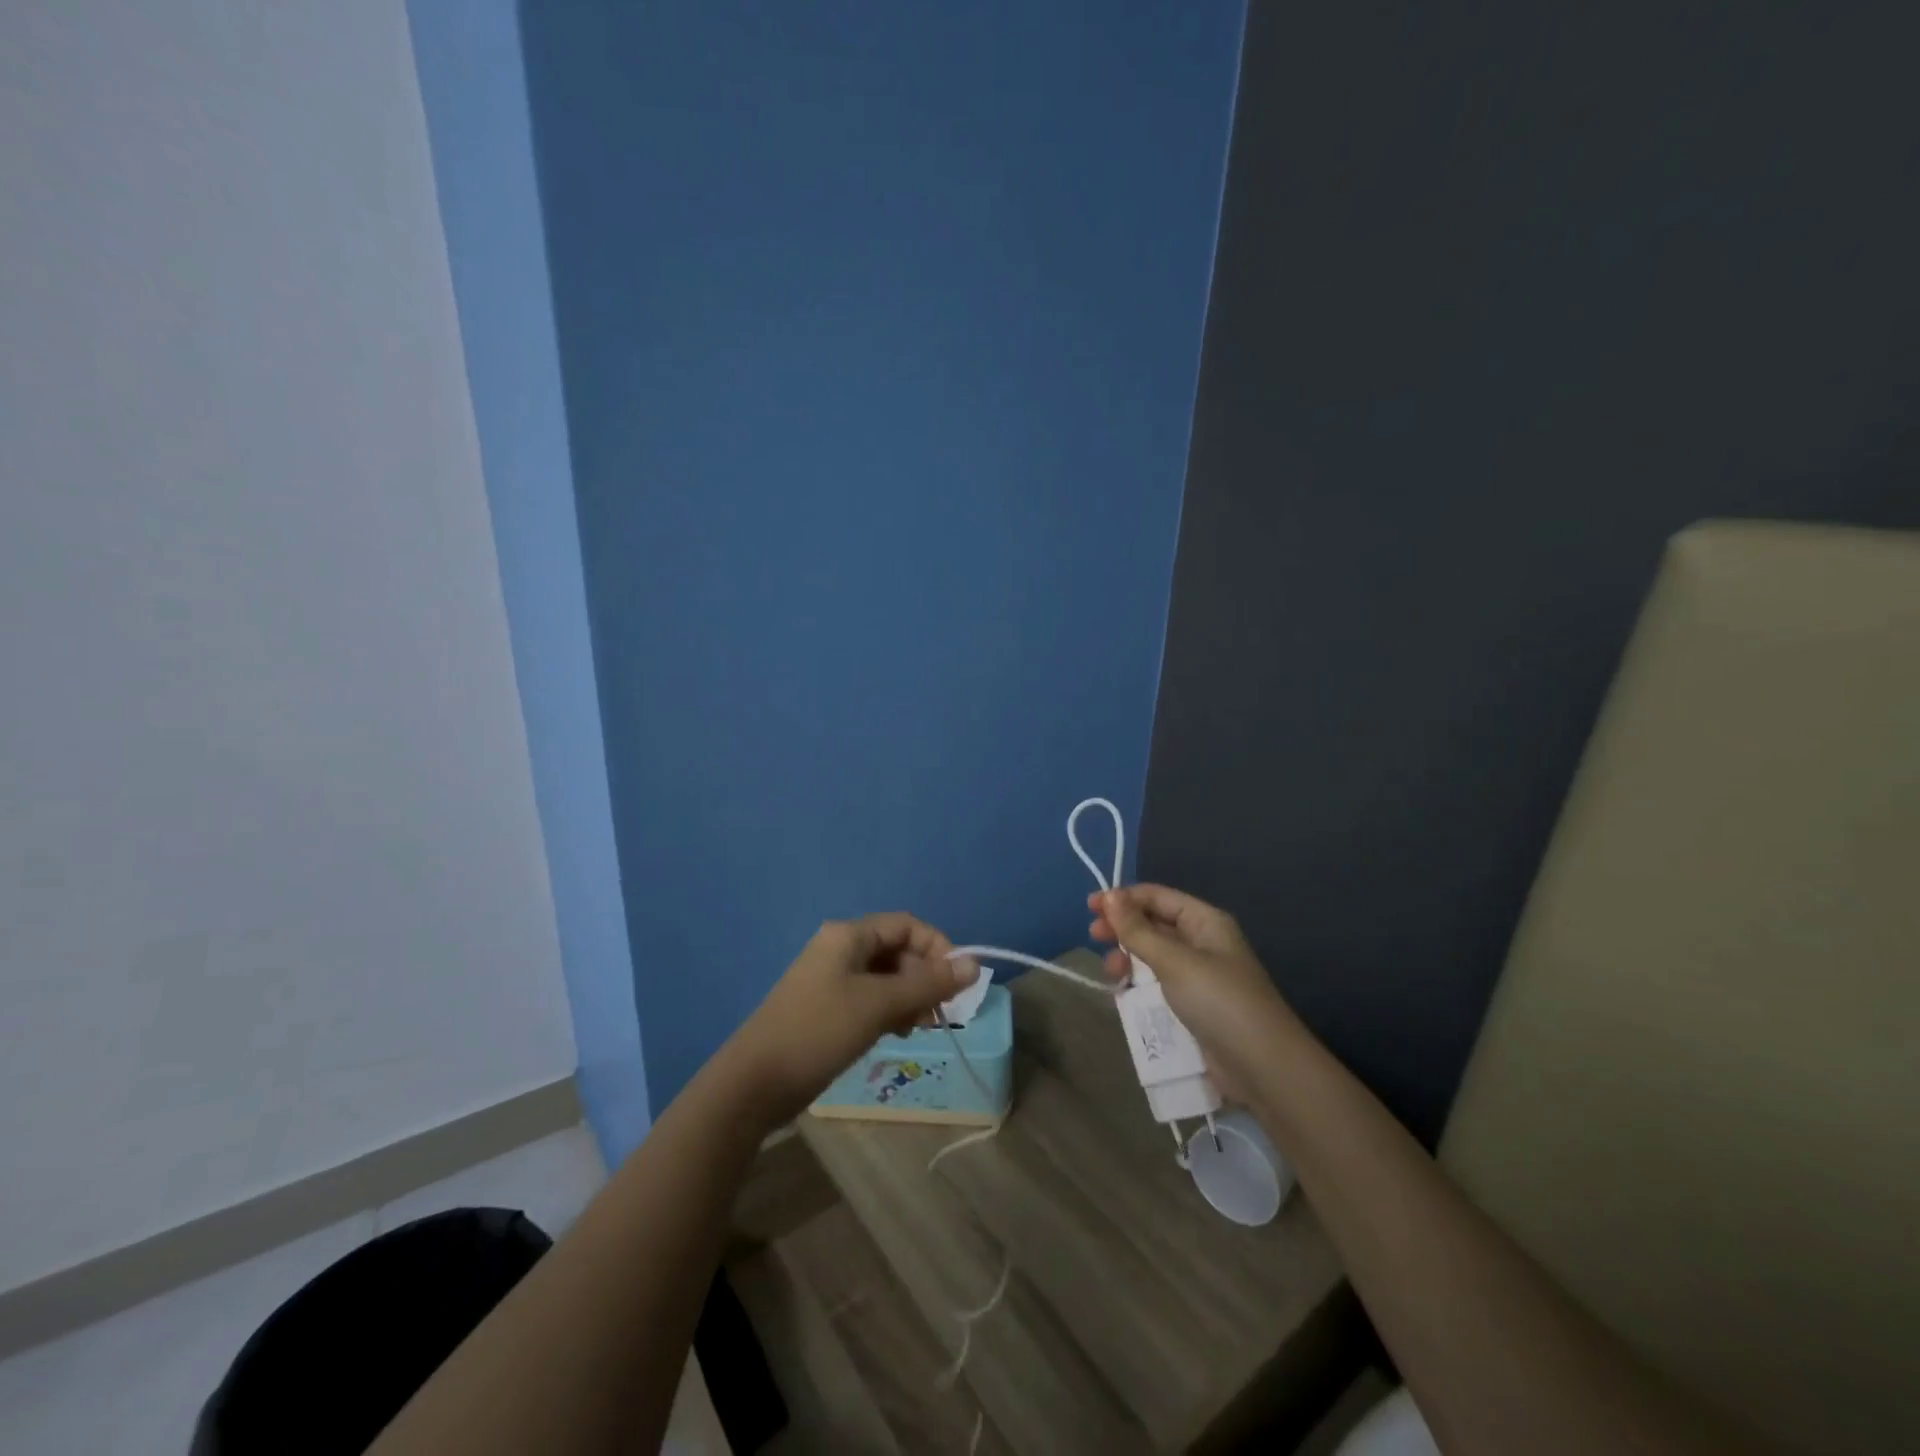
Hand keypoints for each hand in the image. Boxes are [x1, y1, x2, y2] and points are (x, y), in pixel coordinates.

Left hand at [722, 913, 978, 1125]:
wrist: (755, 1083)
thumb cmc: (819, 1031)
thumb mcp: (879, 1004)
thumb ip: (928, 984)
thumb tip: (975, 964)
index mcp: (849, 935)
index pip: (907, 925)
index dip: (938, 948)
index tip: (957, 983)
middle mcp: (840, 949)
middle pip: (898, 950)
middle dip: (924, 978)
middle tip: (938, 1014)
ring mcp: (832, 979)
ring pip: (887, 977)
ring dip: (910, 997)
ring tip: (919, 1027)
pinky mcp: (827, 1008)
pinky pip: (871, 998)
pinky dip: (890, 1010)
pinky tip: (898, 1033)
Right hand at [1089, 884, 1297, 1103]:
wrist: (1262, 1067)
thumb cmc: (1219, 1001)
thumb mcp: (1174, 961)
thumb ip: (1137, 930)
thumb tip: (1108, 895)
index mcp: (1204, 921)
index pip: (1157, 896)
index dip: (1123, 898)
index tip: (1090, 907)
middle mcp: (1202, 942)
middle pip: (1153, 923)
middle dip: (1122, 927)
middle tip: (1093, 937)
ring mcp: (1198, 975)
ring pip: (1153, 955)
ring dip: (1128, 957)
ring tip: (1111, 971)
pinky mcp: (1193, 1005)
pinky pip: (1158, 983)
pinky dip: (1139, 983)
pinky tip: (1123, 992)